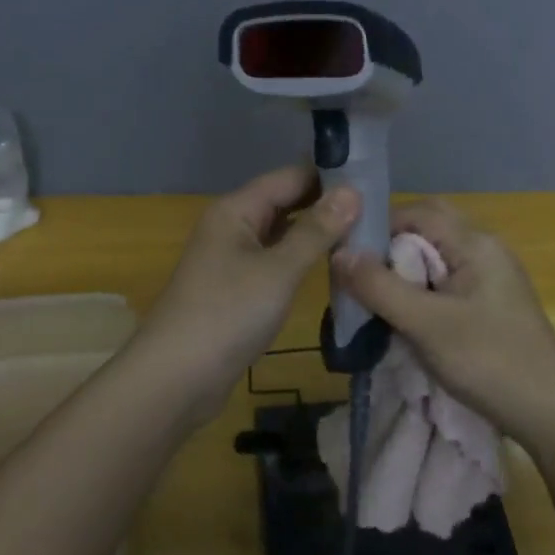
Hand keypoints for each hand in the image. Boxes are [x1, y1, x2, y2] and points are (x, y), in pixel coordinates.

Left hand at [137, 165, 361, 420]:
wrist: (175, 379)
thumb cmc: (227, 314)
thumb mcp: (279, 270)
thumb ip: (316, 230)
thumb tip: (352, 191)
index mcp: (236, 209)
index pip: (290, 177)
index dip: (330, 176)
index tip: (375, 180)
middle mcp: (233, 225)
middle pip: (286, 202)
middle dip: (327, 205)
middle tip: (379, 211)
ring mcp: (233, 258)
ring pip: (283, 233)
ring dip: (318, 233)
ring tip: (366, 234)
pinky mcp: (237, 288)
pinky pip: (276, 261)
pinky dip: (303, 259)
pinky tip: (333, 267)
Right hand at [333, 198, 554, 447]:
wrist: (554, 416)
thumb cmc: (490, 362)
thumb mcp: (427, 324)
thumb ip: (380, 287)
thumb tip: (338, 252)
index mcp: (475, 242)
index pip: (415, 212)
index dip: (377, 229)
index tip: (346, 260)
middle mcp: (485, 248)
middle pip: (425, 230)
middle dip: (389, 251)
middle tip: (360, 281)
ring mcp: (491, 276)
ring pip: (434, 257)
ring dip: (403, 272)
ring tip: (375, 302)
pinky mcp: (491, 302)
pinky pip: (446, 280)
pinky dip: (420, 291)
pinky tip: (405, 319)